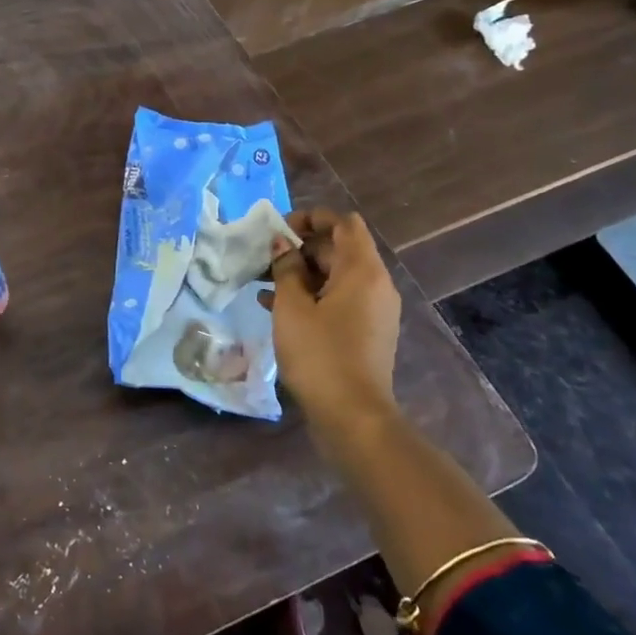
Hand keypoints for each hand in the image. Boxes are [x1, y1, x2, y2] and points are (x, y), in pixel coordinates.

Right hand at [263, 210, 402, 439]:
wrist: (352, 416)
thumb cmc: (319, 354)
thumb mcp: (291, 307)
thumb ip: (285, 268)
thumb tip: (281, 244)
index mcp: (362, 271)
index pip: (343, 223)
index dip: (312, 218)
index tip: (279, 230)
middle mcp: (374, 284)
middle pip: (338, 249)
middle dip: (299, 247)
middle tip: (263, 257)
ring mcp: (372, 310)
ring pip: (334, 276)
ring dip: (300, 273)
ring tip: (261, 280)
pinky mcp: (364, 331)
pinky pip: (337, 299)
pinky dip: (310, 295)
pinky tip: (273, 305)